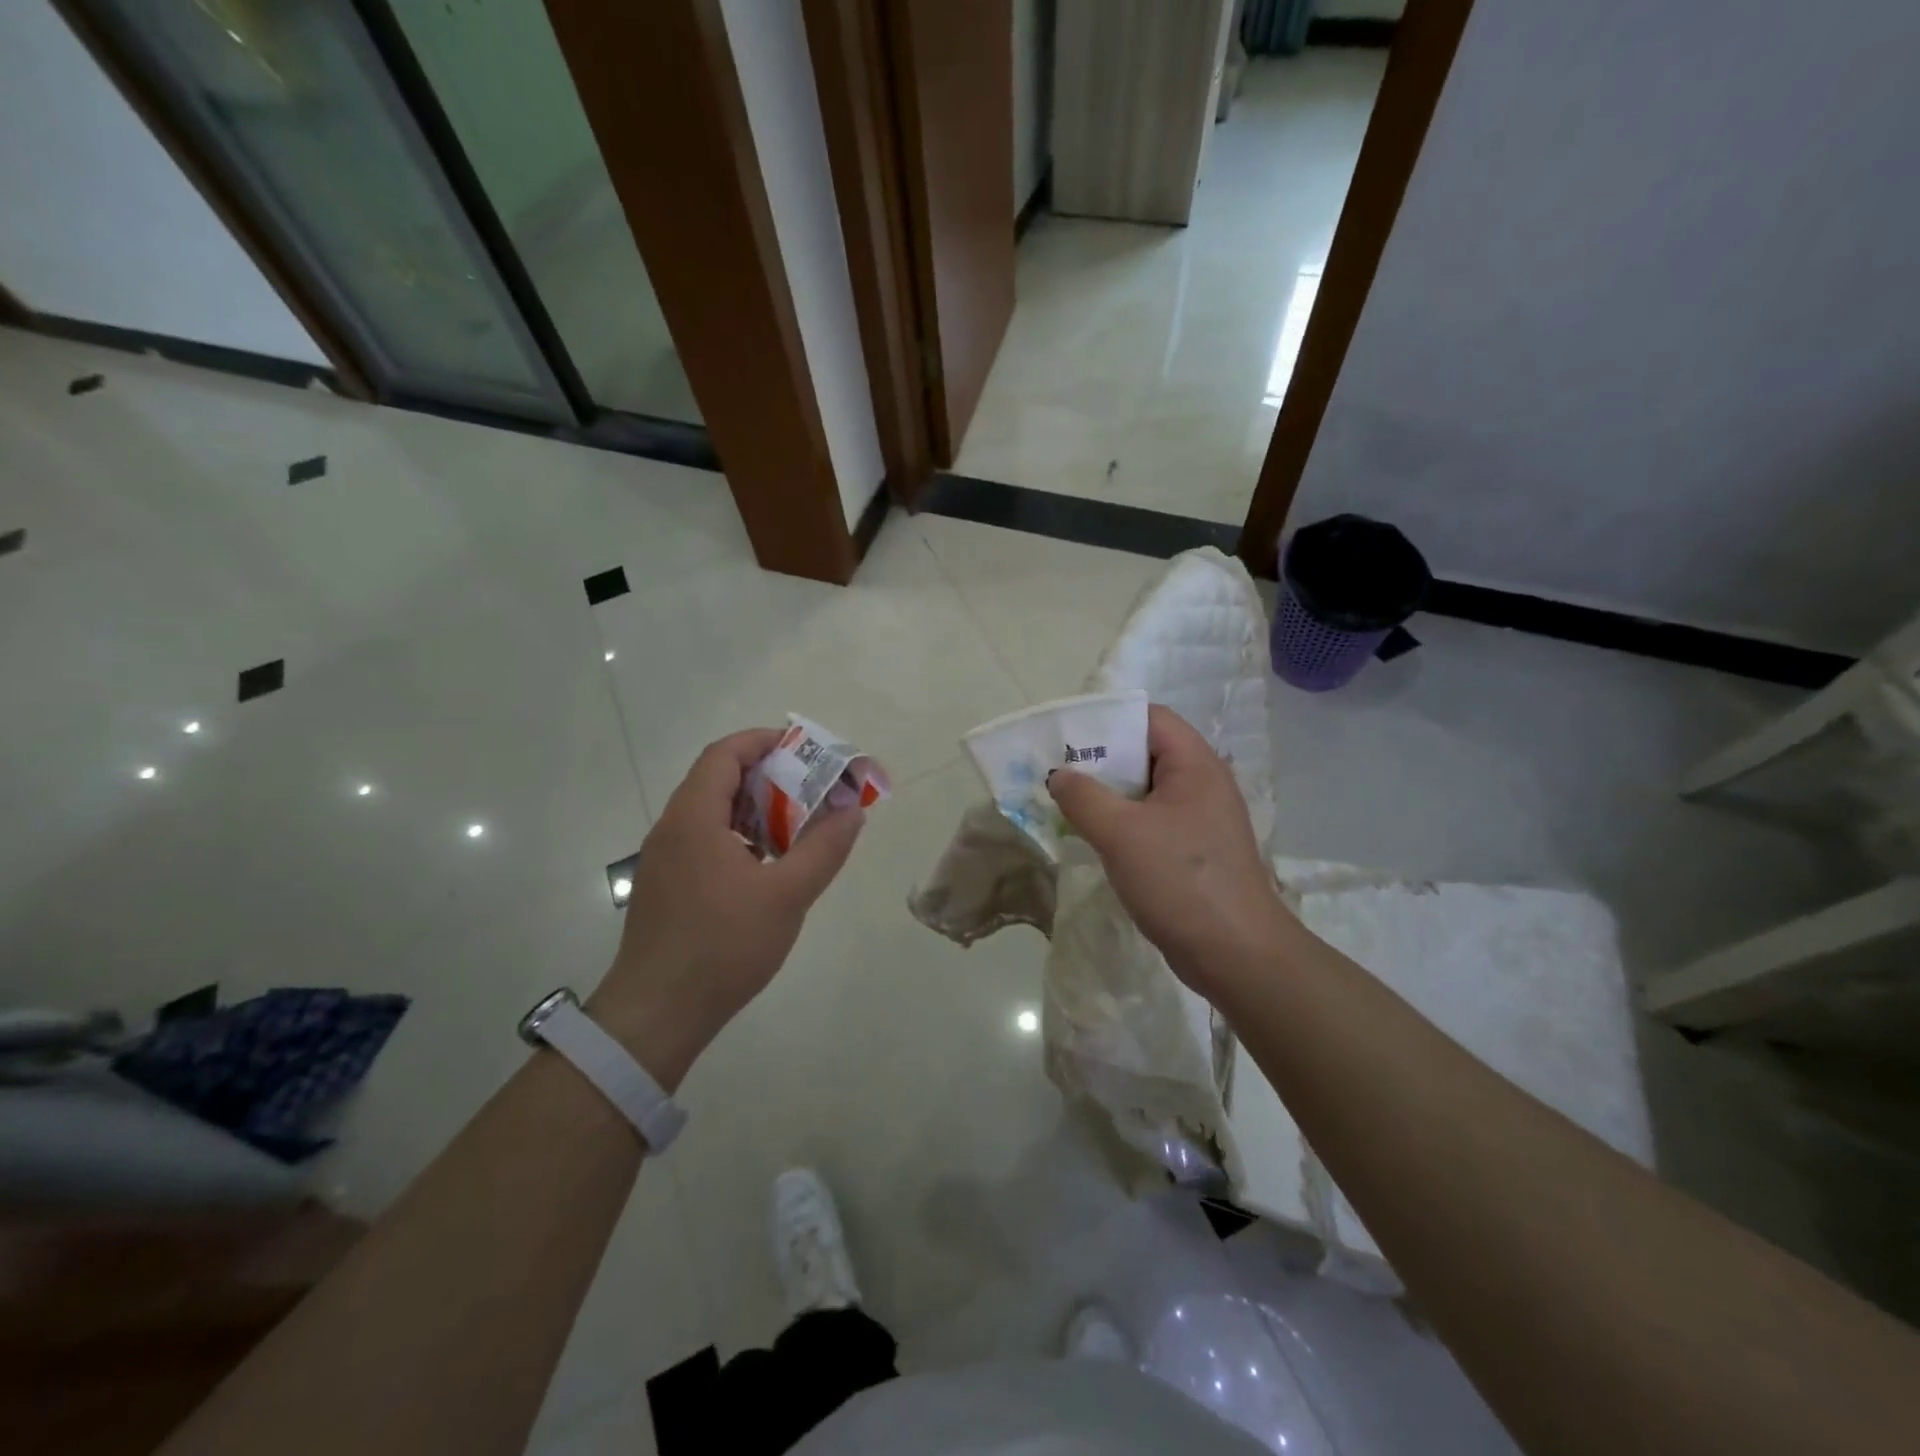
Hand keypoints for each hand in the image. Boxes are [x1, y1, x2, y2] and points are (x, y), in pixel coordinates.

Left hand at [588, 729, 865, 1088]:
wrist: (657, 1015)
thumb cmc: (723, 946)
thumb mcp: (787, 895)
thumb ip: (824, 849)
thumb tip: (853, 812)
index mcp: (694, 818)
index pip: (724, 754)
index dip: (763, 742)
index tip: (804, 749)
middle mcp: (672, 828)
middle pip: (718, 780)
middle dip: (767, 776)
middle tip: (811, 788)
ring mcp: (664, 860)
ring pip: (711, 813)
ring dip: (754, 809)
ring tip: (796, 825)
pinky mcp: (666, 887)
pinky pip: (704, 841)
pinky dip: (739, 837)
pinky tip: (767, 866)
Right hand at [1047, 704, 1290, 998]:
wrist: (1236, 954)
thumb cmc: (1180, 881)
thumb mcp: (1121, 833)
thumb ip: (1083, 797)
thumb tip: (1059, 775)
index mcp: (1195, 765)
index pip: (1150, 718)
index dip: (1109, 719)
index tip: (1068, 735)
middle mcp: (1202, 784)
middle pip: (1146, 753)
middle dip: (1101, 759)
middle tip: (1058, 770)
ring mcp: (1200, 819)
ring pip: (1146, 791)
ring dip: (1108, 794)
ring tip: (1067, 801)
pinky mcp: (1194, 850)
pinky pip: (1151, 821)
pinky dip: (1122, 822)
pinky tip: (1094, 837)